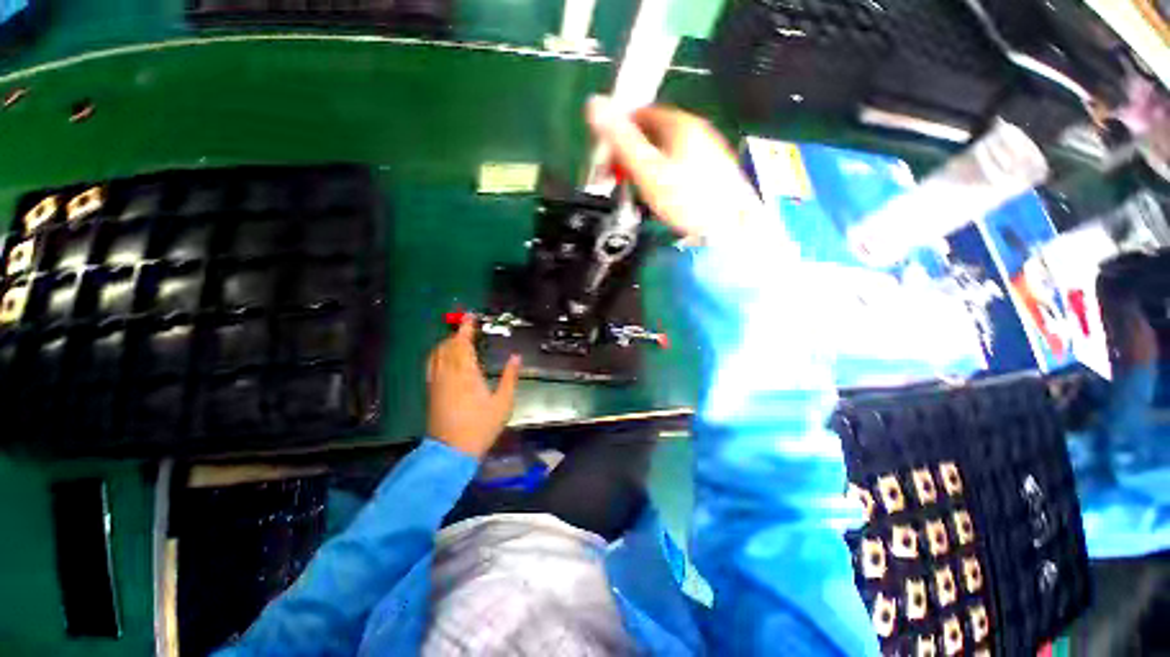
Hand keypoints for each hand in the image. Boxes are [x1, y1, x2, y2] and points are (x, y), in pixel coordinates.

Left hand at [426, 318, 520, 457]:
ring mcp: (436, 382)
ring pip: (436, 354)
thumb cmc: (481, 426)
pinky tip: (443, 357)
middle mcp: (448, 374)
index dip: (466, 328)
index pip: (462, 344)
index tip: (470, 316)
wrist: (452, 451)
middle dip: (456, 334)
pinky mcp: (431, 391)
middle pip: (447, 346)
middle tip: (468, 328)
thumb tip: (516, 357)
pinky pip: (431, 365)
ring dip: (446, 343)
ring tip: (457, 340)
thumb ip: (510, 377)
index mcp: (466, 374)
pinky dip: (437, 355)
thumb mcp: (503, 402)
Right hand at [586, 96, 764, 240]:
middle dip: (633, 152)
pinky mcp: (714, 170)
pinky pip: (680, 164)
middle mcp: (697, 129)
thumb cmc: (684, 199)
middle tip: (620, 177)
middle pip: (655, 132)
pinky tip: (662, 195)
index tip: (607, 156)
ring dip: (648, 165)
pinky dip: (665, 174)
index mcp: (680, 123)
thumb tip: (594, 103)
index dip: (620, 131)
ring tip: (638, 189)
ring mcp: (708, 149)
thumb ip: (621, 140)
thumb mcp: (647, 170)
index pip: (641, 113)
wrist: (727, 228)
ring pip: (667, 150)